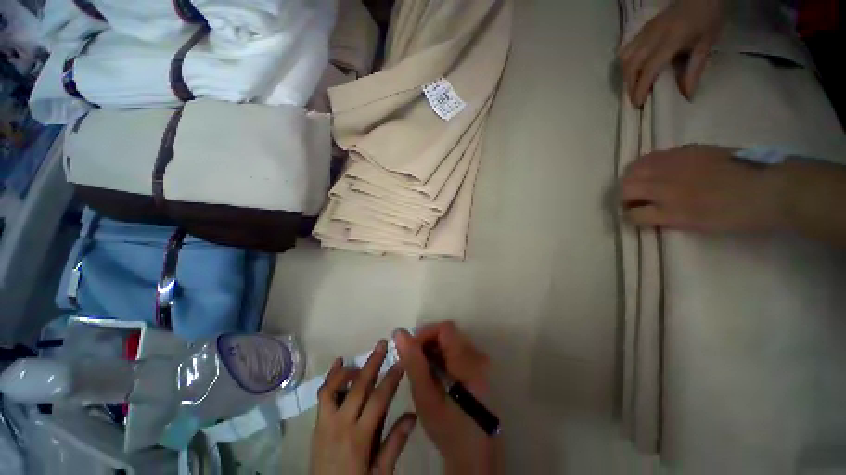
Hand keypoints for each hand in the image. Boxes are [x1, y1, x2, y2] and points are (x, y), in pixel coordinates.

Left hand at [310, 341, 416, 474]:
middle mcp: (340, 424)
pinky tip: (339, 364)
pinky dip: (331, 377)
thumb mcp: (379, 473)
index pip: (378, 399)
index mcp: (359, 437)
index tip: (401, 361)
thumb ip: (394, 444)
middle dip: (372, 362)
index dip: (391, 378)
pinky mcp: (317, 423)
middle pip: (358, 386)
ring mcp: (325, 422)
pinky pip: (323, 395)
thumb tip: (413, 415)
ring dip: (349, 368)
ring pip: (334, 387)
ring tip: (363, 358)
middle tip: (382, 344)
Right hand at [394, 322, 496, 474]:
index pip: (445, 328)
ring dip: (433, 351)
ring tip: (422, 372)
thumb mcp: (425, 395)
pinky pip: (455, 353)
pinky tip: (434, 376)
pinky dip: (441, 358)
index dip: (426, 333)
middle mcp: (477, 355)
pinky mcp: (477, 369)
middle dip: (427, 343)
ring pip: (450, 343)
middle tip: (413, 363)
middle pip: (448, 335)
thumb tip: (399, 332)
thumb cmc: (448, 427)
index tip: (411, 349)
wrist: (473, 454)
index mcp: (467, 359)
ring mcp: (479, 362)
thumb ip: (413, 361)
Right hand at [619, 0, 722, 106]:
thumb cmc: (707, 18)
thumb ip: (694, 70)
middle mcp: (652, 36)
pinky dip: (626, 64)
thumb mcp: (706, 45)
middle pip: (631, 65)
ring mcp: (645, 32)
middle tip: (635, 98)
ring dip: (626, 75)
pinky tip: (634, 70)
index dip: (641, 88)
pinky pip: (626, 50)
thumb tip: (686, 95)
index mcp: (670, 40)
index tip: (638, 104)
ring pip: (625, 58)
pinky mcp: (642, 30)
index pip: (648, 69)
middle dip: (630, 85)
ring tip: (634, 85)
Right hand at [620, 145, 785, 231]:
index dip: (629, 216)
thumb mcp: (696, 225)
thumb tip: (642, 212)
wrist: (769, 186)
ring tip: (643, 183)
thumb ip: (664, 217)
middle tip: (635, 201)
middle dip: (624, 195)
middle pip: (626, 186)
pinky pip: (654, 156)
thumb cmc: (734, 214)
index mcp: (671, 208)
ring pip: (635, 168)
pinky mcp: (687, 150)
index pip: (632, 213)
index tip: (634, 216)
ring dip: (632, 177)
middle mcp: (666, 184)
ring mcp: (675, 163)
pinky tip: (660, 169)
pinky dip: (648, 164)